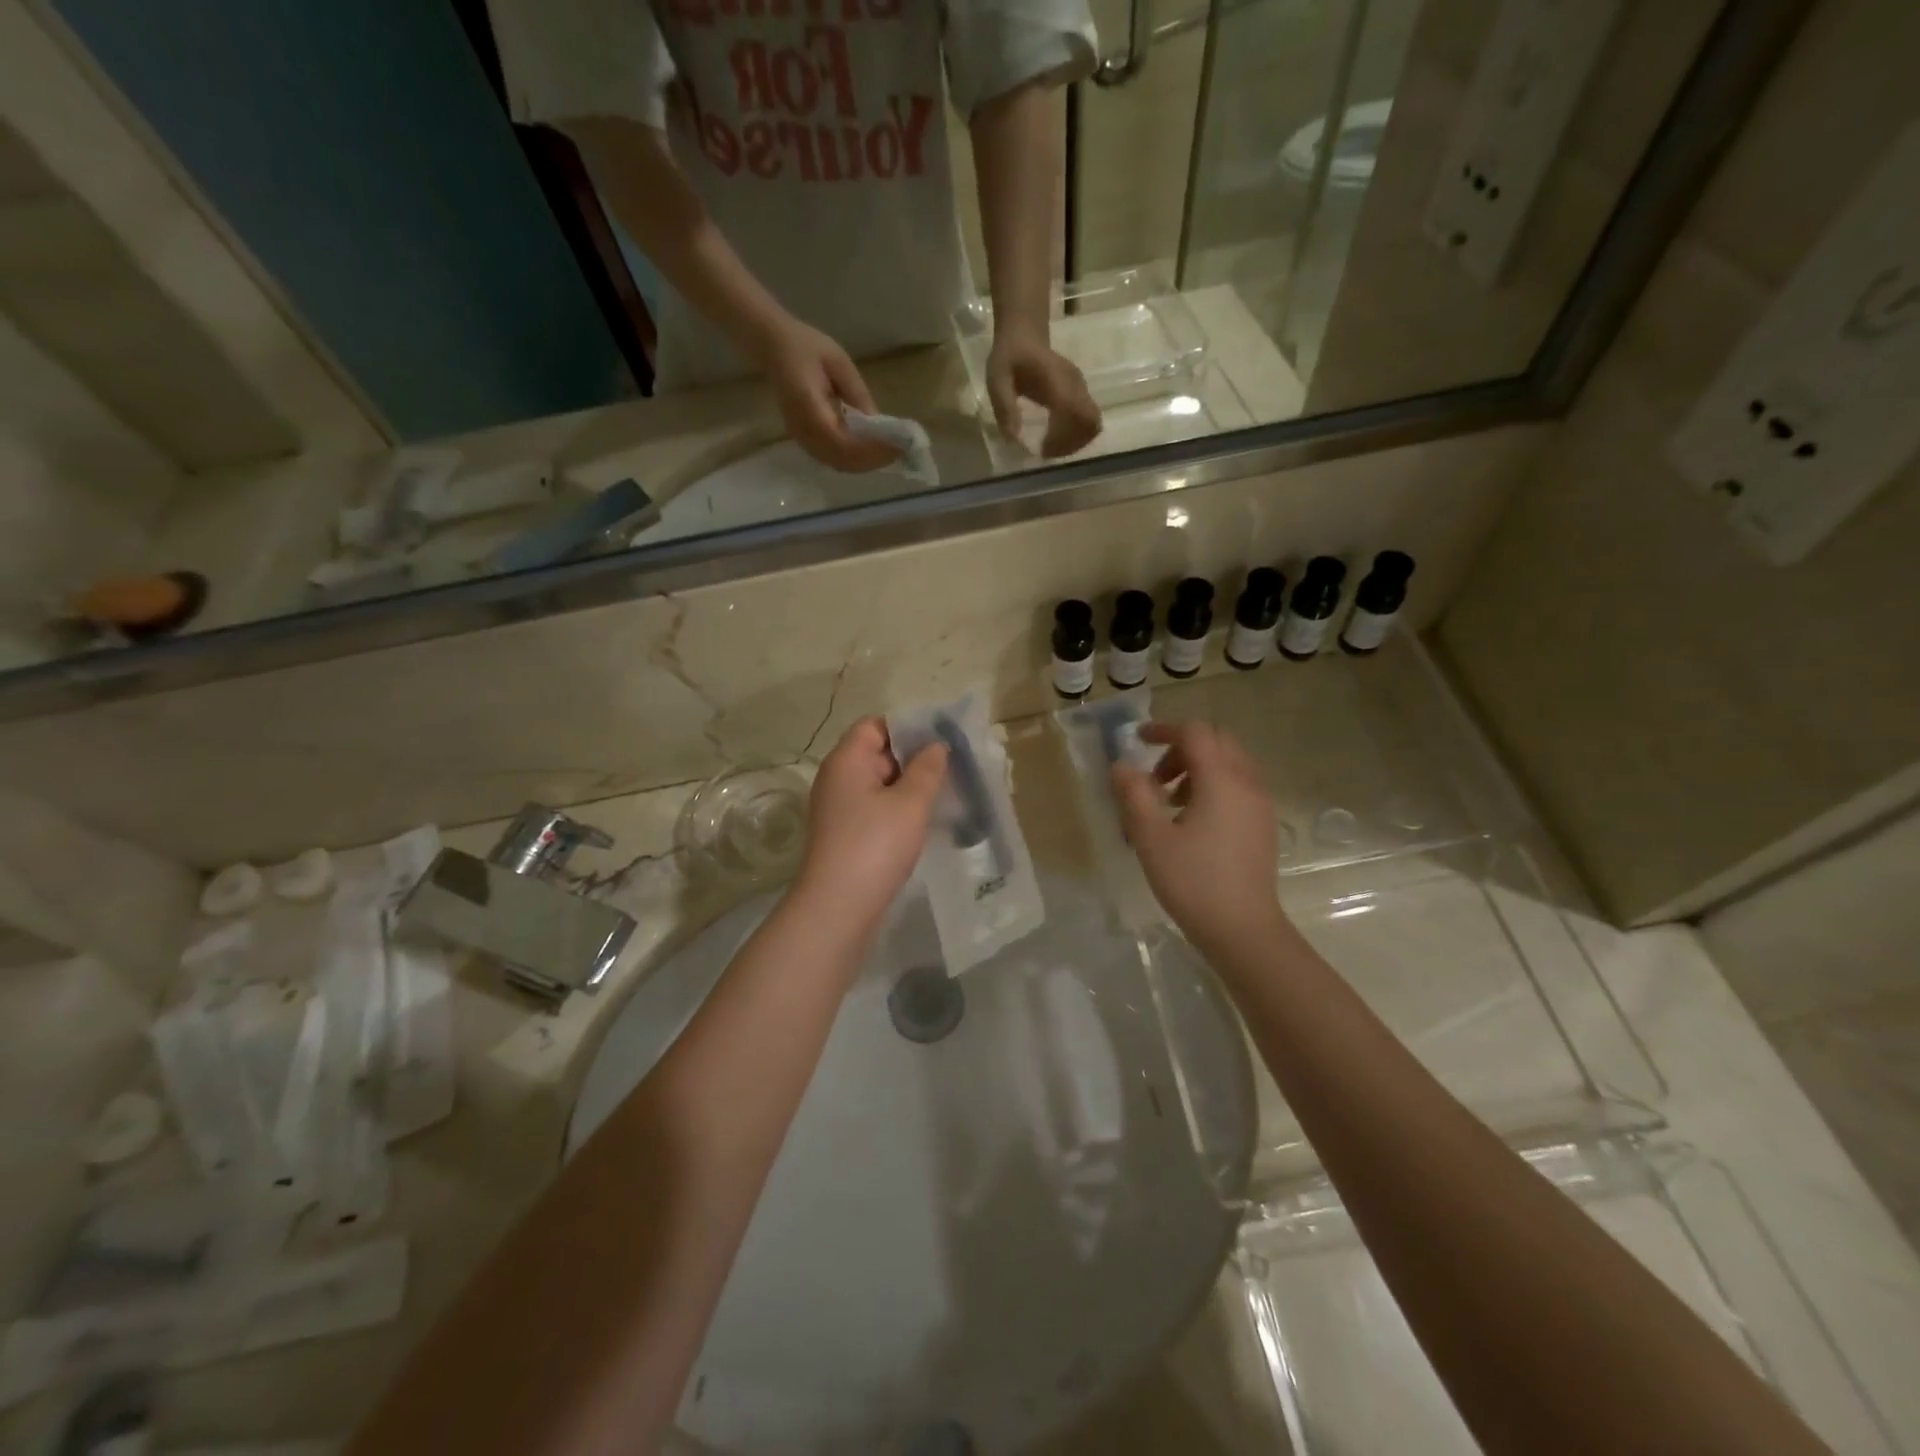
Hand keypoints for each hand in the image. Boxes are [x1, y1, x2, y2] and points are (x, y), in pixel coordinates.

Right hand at [756, 317, 901, 472]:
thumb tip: (878, 423)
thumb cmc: (806, 347)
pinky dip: (854, 459)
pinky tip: (870, 450)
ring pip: (838, 463)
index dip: (871, 448)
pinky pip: (832, 459)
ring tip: (888, 451)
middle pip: (842, 460)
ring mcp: (801, 438)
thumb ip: (858, 394)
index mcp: (808, 407)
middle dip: (873, 459)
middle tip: (899, 450)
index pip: (843, 441)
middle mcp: (803, 430)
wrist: (772, 346)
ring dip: (865, 462)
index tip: (896, 444)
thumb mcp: (838, 362)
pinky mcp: (803, 440)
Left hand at [794, 717, 947, 929]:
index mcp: (847, 760)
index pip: (875, 725)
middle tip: (952, 767)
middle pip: (877, 752)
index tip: (941, 739)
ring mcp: (839, 808)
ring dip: (909, 786)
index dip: (907, 727)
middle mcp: (837, 778)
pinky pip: (875, 808)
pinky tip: (924, 821)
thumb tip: (936, 746)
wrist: (838, 907)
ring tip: (945, 793)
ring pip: (879, 784)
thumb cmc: (875, 845)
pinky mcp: (845, 834)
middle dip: (913, 757)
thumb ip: (927, 769)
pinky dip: (898, 809)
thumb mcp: (910, 803)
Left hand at [986, 328, 1101, 458]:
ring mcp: (1081, 388)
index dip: (1063, 438)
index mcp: (1057, 379)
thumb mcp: (997, 379)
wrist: (1025, 334)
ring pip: (1092, 424)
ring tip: (1050, 449)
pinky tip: (1055, 440)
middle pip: (1090, 423)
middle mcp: (1075, 384)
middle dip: (1071, 445)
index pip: (1075, 413)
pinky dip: (1075, 436)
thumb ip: (1005, 407)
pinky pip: (1088, 420)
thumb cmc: (1009, 356)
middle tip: (1046, 452)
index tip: (1042, 449)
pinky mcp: (1081, 394)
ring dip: (1074, 443)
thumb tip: (1014, 440)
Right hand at [1111, 721, 1291, 960]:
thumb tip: (1121, 765)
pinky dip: (1213, 785)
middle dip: (1182, 748)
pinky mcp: (1263, 824)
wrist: (1243, 930)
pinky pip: (1239, 785)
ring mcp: (1260, 804)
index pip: (1195, 732)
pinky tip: (1192, 820)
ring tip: (1168, 801)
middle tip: (1154, 777)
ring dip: (1197, 767)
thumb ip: (1134, 794)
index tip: (1137, 741)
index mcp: (1221, 780)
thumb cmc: (1193, 882)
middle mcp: (1247, 783)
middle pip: (1217, 741)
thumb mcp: (1151, 838)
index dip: (1164, 729)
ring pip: (1230, 763)